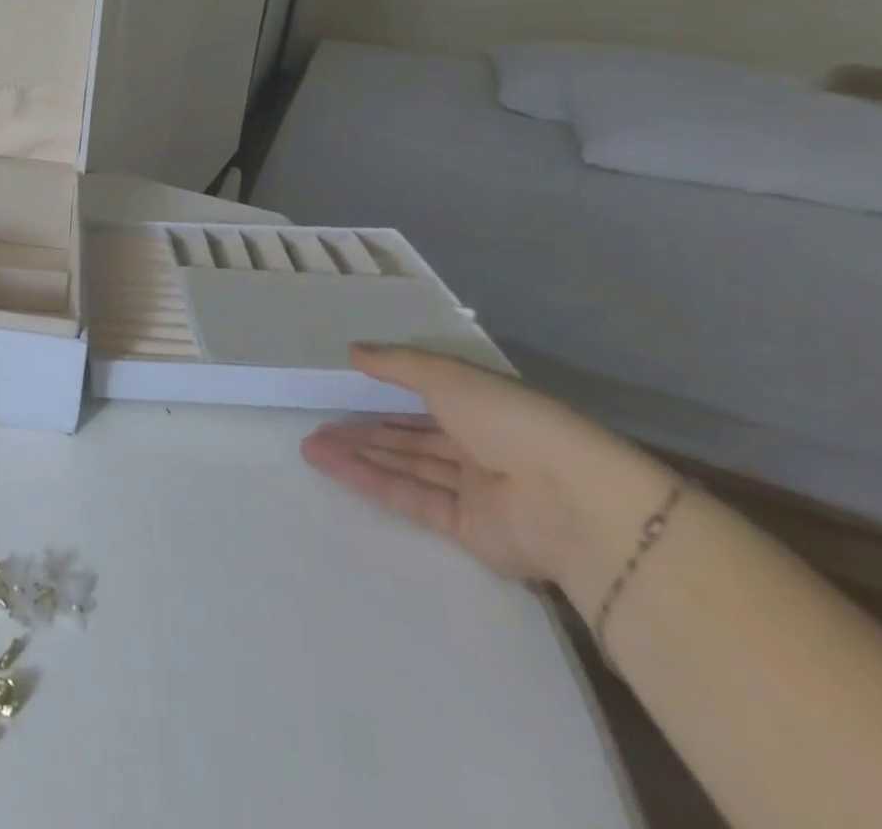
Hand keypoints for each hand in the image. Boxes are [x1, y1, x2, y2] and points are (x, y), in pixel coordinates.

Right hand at [300, 345, 673, 598]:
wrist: (572, 502)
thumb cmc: (511, 421)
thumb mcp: (448, 376)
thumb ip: (398, 364)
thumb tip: (353, 351)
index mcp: (483, 409)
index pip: (426, 399)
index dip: (384, 395)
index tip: (343, 389)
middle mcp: (479, 448)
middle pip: (410, 438)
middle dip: (363, 430)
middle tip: (316, 423)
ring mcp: (474, 491)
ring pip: (404, 467)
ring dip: (357, 455)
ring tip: (309, 444)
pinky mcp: (467, 529)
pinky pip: (411, 498)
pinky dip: (370, 481)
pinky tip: (332, 465)